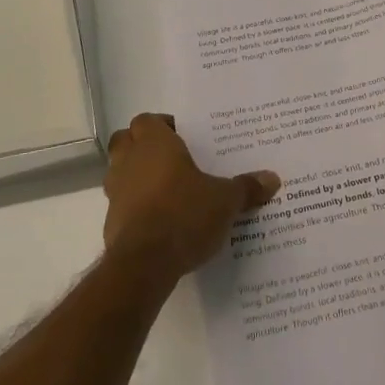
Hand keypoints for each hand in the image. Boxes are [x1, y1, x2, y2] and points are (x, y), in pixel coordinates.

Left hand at [103, 114, 280, 278]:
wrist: (144, 264)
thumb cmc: (184, 214)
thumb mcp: (225, 201)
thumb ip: (246, 188)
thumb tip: (272, 179)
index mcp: (155, 144)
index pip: (147, 120)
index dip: (163, 125)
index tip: (183, 137)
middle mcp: (129, 161)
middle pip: (126, 140)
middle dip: (144, 145)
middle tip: (172, 158)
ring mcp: (116, 192)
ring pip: (120, 171)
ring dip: (138, 176)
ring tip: (168, 190)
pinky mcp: (111, 221)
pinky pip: (122, 204)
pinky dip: (135, 206)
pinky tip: (159, 220)